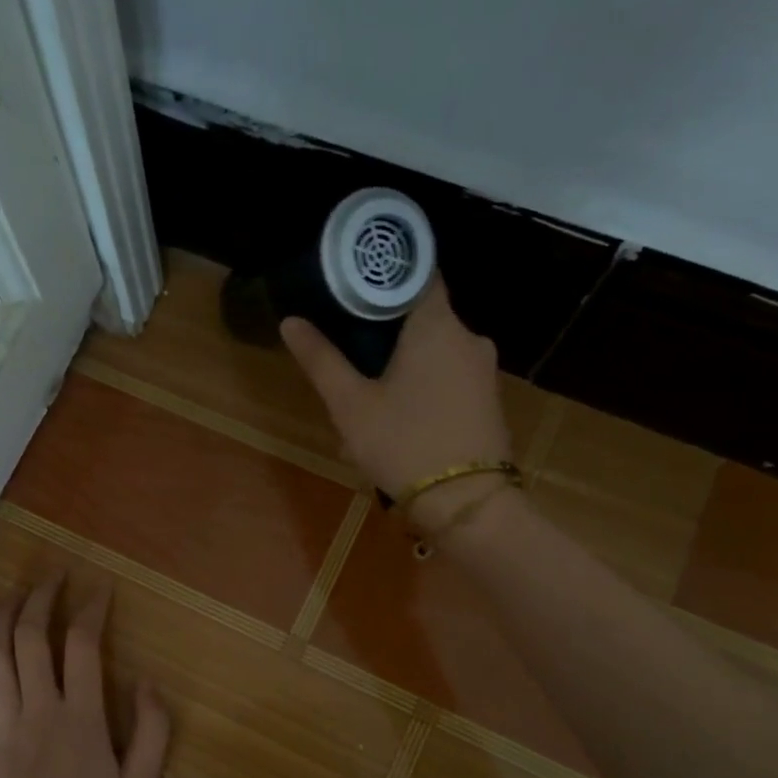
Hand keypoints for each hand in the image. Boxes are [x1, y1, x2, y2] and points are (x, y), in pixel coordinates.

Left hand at [0, 574, 169, 777]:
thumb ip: (153, 732)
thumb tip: (147, 681)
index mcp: (83, 720)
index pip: (84, 646)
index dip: (92, 609)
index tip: (100, 589)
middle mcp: (40, 712)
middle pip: (33, 638)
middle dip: (42, 599)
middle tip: (54, 577)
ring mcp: (4, 728)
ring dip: (4, 618)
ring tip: (15, 593)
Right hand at [280, 273, 512, 531]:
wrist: (467, 505)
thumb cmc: (404, 444)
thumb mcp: (350, 405)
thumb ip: (321, 360)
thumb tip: (291, 322)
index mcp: (436, 325)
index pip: (417, 272)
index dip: (385, 274)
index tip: (354, 284)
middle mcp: (467, 337)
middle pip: (420, 317)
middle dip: (383, 334)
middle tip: (347, 356)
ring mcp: (482, 370)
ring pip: (432, 353)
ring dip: (399, 368)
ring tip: (364, 401)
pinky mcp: (486, 400)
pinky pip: (446, 379)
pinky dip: (420, 388)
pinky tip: (395, 422)